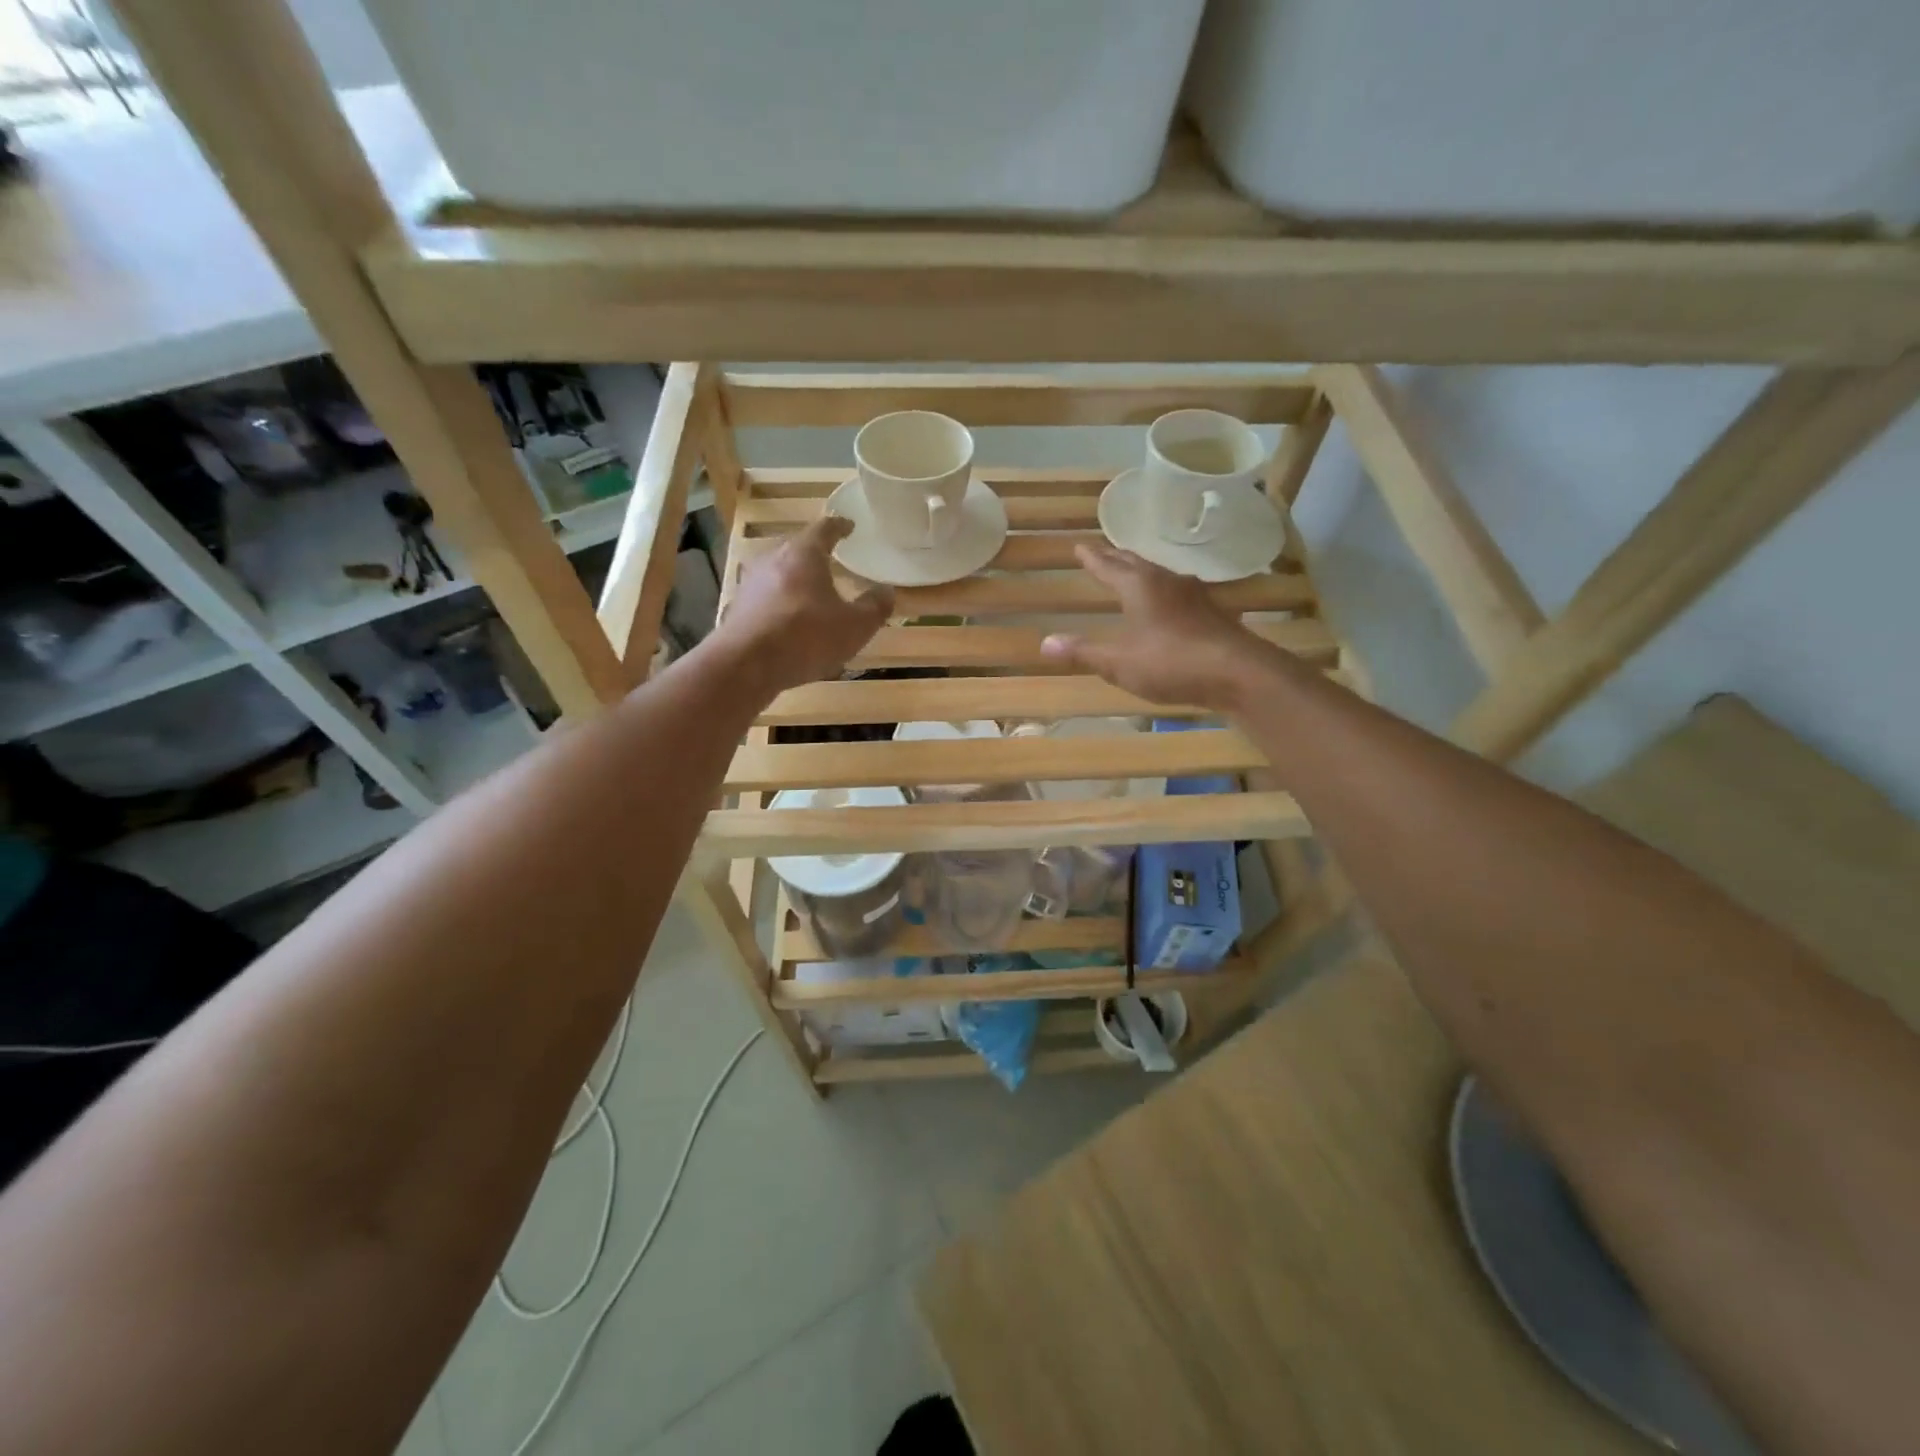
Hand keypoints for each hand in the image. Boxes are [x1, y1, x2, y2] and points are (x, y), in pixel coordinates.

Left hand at [714, 516, 892, 694]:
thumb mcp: (854, 627)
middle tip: (831, 561)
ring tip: (811, 594)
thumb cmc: (806, 637)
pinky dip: (780, 604)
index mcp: (804, 554)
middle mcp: (773, 560)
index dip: (839, 527)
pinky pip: (766, 599)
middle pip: (797, 549)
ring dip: (795, 581)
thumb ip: (874, 608)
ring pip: (778, 574)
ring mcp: (750, 584)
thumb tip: (887, 591)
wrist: (746, 666)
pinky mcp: (737, 609)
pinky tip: (789, 622)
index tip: (849, 526)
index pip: (824, 529)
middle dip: (814, 554)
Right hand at [1040, 544, 1265, 711]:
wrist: (1237, 672)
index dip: (1092, 558)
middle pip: (1135, 563)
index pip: (1108, 566)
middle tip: (1102, 552)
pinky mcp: (1210, 612)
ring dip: (1141, 570)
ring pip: (1159, 574)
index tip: (1079, 546)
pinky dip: (1162, 589)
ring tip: (1131, 572)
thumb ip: (1083, 652)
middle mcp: (1166, 581)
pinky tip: (1167, 601)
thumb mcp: (1119, 662)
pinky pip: (1177, 591)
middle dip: (1116, 558)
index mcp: (1139, 587)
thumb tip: (1045, 643)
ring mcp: (1193, 595)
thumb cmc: (1171, 663)